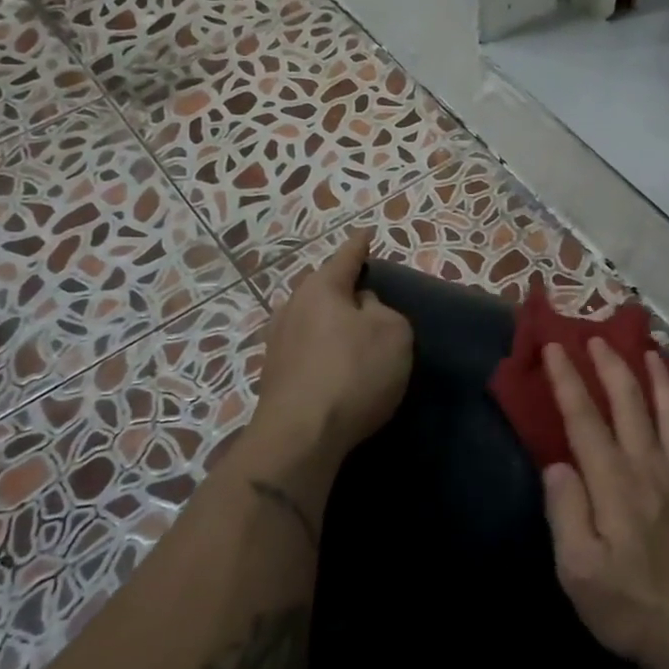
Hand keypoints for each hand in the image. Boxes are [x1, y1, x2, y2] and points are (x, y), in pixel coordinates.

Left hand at [256, 228, 411, 461]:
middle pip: (322, 288)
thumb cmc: (354, 372)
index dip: (360, 246)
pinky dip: (323, 349)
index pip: (346, 257)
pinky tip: (336, 364)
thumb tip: (361, 307)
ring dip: (331, 322)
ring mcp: (278, 342)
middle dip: (343, 287)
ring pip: (311, 319)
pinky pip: (307, 348)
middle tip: (366, 291)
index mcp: (321, 288)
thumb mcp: (393, 333)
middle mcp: (292, 307)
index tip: (366, 233)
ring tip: (353, 330)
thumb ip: (382, 310)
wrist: (301, 435)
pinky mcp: (275, 375)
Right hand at [539, 339, 668, 668]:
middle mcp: (651, 468)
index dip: (569, 380)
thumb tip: (558, 465)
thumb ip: (565, 512)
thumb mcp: (577, 570)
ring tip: (649, 353)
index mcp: (614, 483)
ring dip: (660, 379)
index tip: (555, 348)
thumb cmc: (630, 606)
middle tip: (598, 338)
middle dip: (611, 366)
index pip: (585, 419)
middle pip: (631, 403)